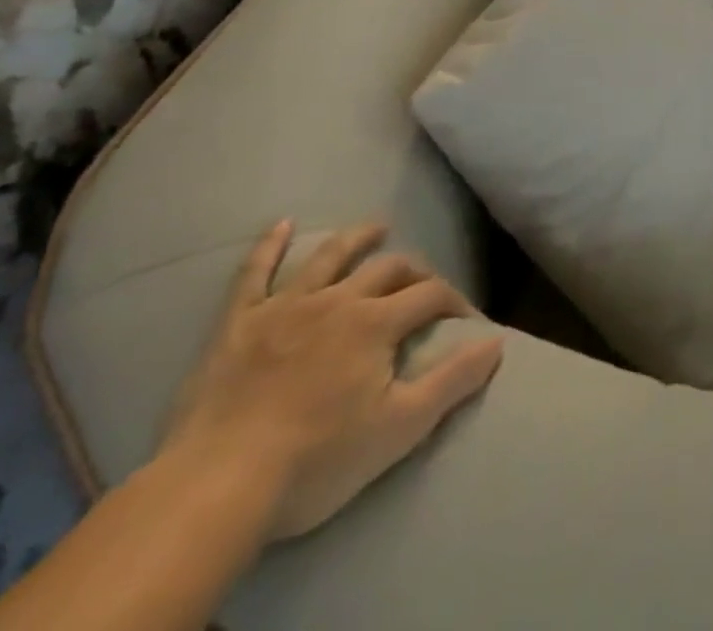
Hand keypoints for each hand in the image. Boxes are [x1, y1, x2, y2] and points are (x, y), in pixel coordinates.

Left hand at [162, 220, 504, 539]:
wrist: (216, 488)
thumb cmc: (316, 461)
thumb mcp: (400, 428)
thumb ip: (453, 381)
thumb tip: (496, 341)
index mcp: (376, 323)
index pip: (431, 296)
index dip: (455, 302)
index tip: (467, 320)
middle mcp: (337, 300)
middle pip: (387, 269)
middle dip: (414, 271)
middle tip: (425, 283)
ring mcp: (284, 306)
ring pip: (329, 256)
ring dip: (356, 238)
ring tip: (376, 227)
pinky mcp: (238, 323)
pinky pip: (254, 273)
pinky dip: (269, 246)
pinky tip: (282, 224)